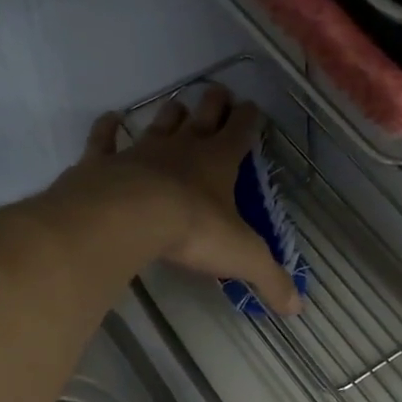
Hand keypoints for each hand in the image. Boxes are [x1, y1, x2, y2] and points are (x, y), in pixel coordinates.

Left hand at [66, 86, 301, 314]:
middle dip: (214, 104)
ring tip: (177, 105)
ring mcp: (141, 151)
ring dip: (170, 114)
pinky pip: (105, 139)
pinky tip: (110, 119)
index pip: (241, 132)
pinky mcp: (104, 162)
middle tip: (219, 92)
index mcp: (220, 162)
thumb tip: (297, 309)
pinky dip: (108, 128)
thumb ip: (271, 280)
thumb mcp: (243, 258)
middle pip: (203, 116)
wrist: (129, 218)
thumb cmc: (195, 231)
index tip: (253, 107)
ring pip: (160, 123)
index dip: (249, 119)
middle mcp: (183, 148)